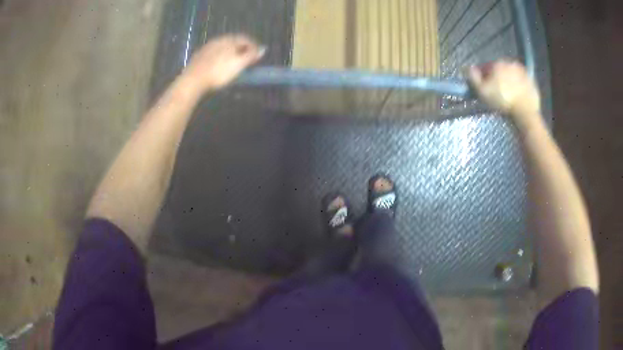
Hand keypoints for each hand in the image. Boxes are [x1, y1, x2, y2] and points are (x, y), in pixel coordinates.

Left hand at [184, 34, 264, 92]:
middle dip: (242, 48)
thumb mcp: (239, 64)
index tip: (258, 54)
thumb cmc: (219, 72)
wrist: (193, 80)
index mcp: (229, 40)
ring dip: (230, 52)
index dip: (254, 46)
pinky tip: (219, 64)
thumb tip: (263, 49)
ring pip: (223, 47)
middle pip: (233, 41)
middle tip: (247, 58)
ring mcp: (207, 47)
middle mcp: (218, 40)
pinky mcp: (199, 56)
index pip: (245, 38)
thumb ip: (251, 56)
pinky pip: (213, 53)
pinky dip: (220, 57)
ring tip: (234, 61)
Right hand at [467, 60, 540, 116]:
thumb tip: (469, 67)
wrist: (525, 112)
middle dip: (497, 77)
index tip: (484, 86)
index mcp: (497, 64)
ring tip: (509, 93)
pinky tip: (518, 95)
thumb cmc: (503, 101)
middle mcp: (509, 63)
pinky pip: (522, 81)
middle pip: (500, 69)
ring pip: (511, 74)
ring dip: (509, 80)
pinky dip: (519, 85)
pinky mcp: (531, 80)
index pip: (486, 67)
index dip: (483, 77)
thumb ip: (474, 78)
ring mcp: (522, 71)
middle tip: (497, 91)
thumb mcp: (483, 92)